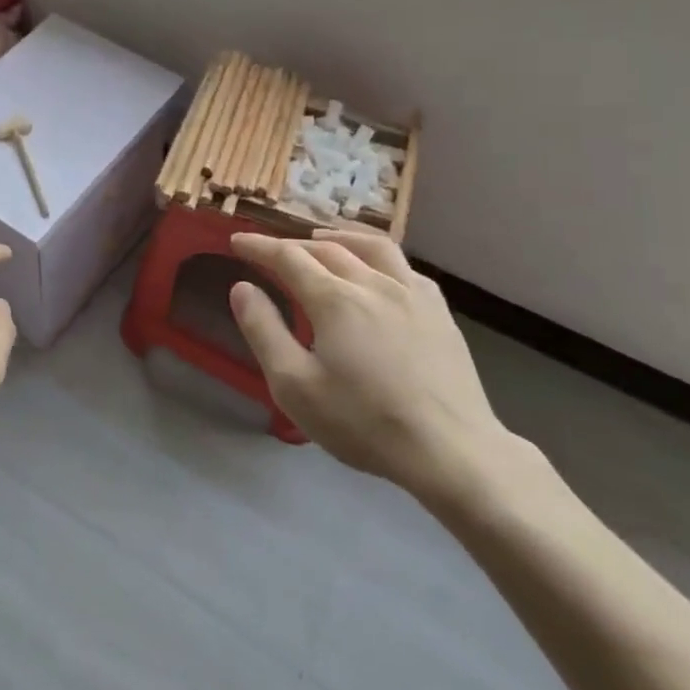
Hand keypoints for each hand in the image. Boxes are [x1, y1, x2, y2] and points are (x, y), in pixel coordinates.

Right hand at [228, 229, 517, 511]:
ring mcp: (412, 293)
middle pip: (326, 249)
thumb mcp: (295, 386)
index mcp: (334, 299)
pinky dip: (378, 258)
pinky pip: (404, 266)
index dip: (259, 246)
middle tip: (271, 251)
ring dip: (339, 238)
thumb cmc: (364, 422)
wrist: (451, 451)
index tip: (237, 241)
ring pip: (371, 247)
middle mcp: (372, 283)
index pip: (288, 257)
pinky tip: (377, 272)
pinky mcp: (439, 311)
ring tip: (321, 241)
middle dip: (292, 244)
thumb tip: (242, 288)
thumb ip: (264, 331)